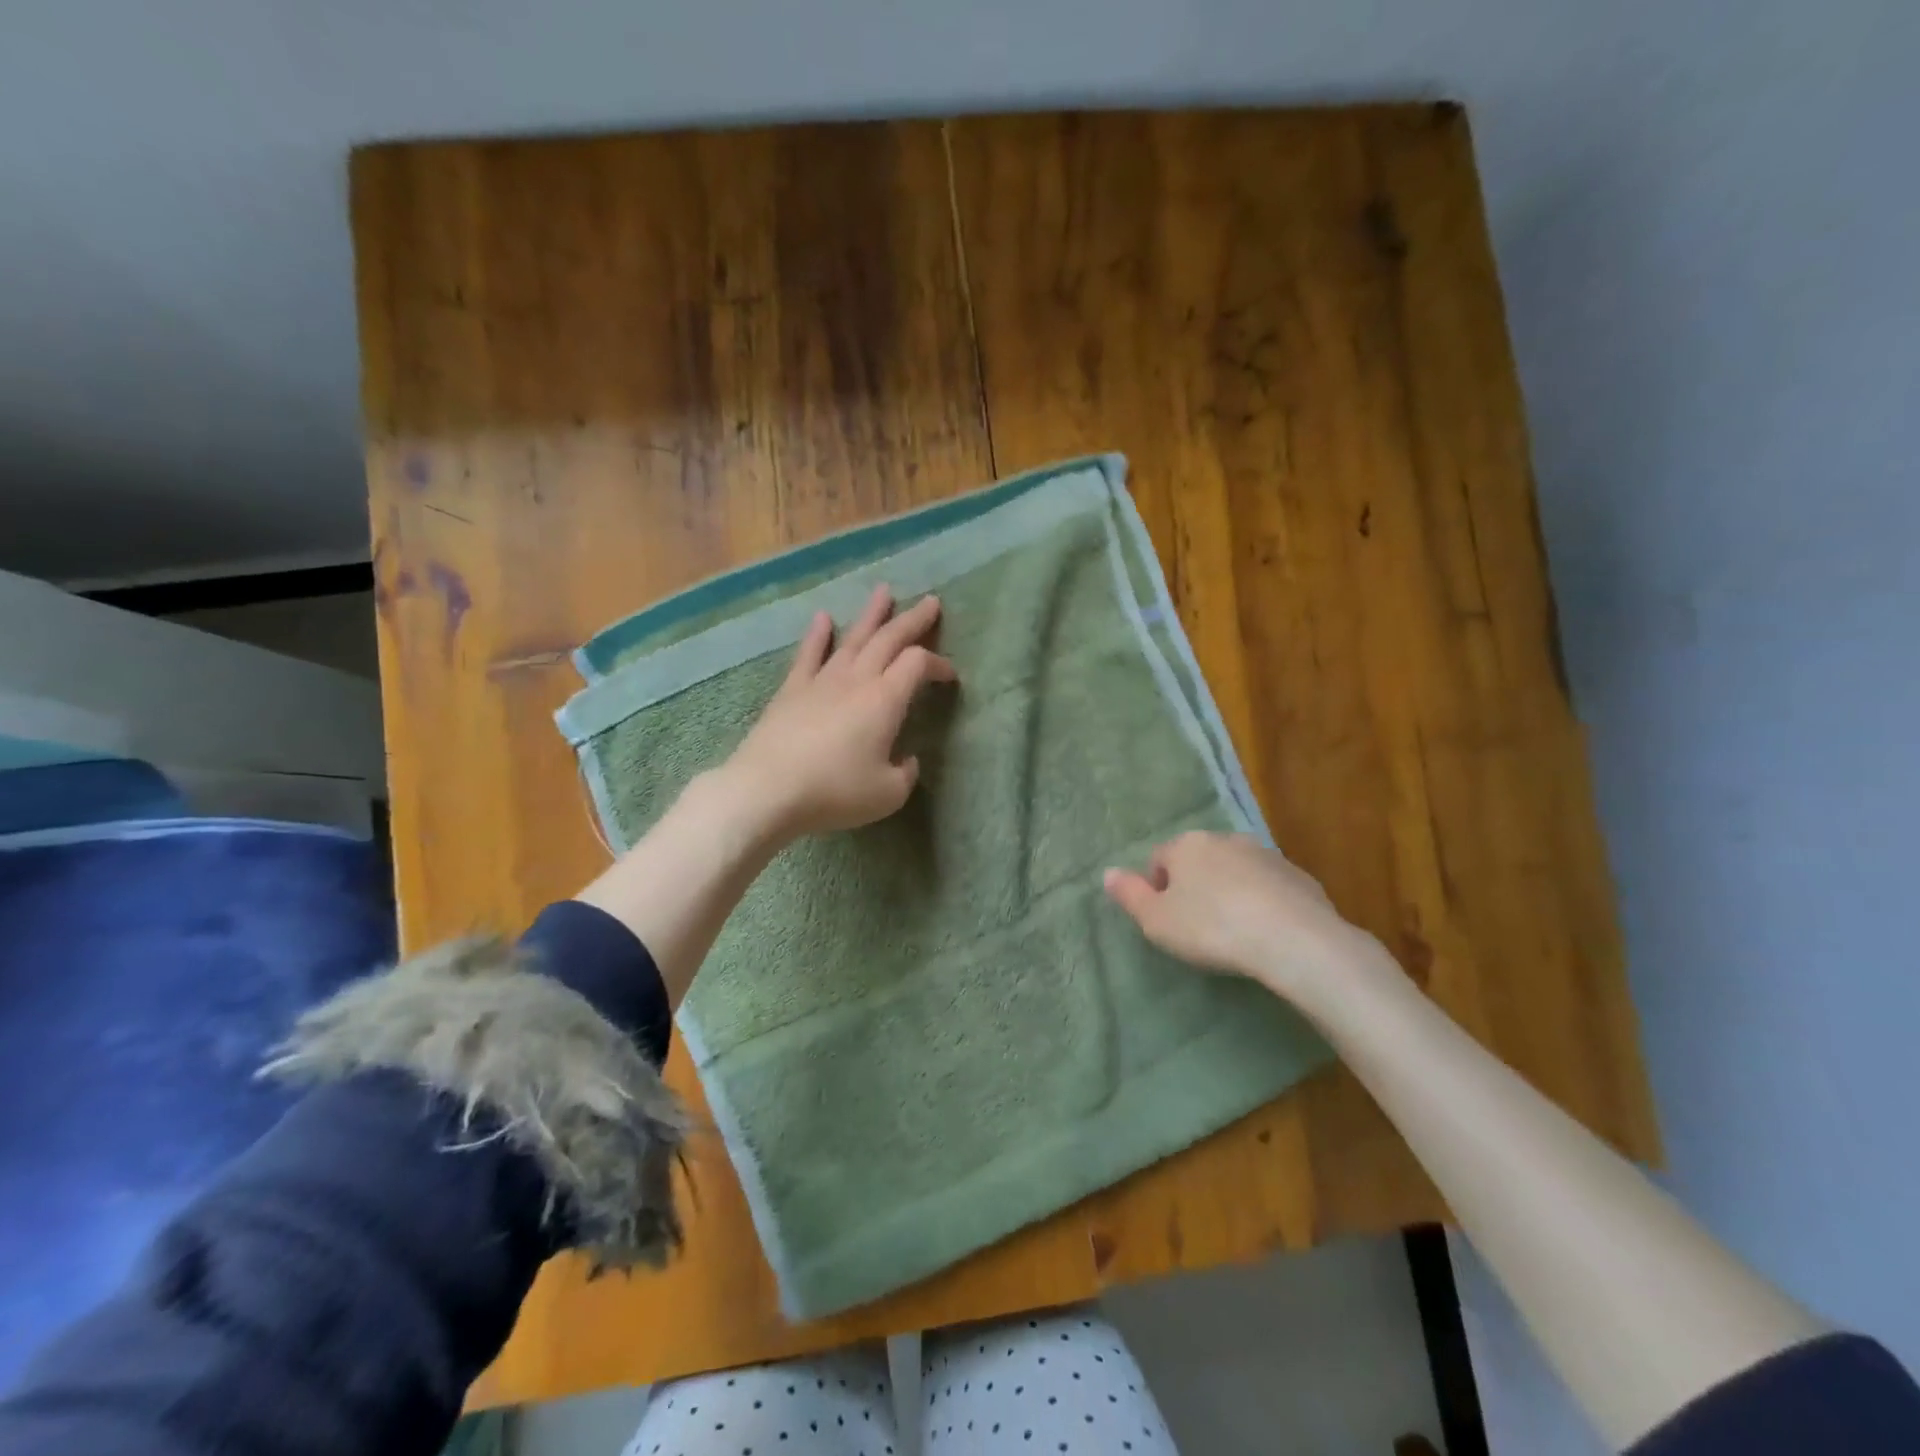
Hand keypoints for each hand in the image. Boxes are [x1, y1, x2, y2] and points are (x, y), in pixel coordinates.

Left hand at [723, 583, 957, 841]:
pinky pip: (808, 654)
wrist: (768, 790)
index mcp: (885, 700)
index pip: (918, 665)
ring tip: (884, 592)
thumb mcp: (888, 794)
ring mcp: (821, 681)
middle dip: (913, 620)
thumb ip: (905, 773)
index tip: (950, 677)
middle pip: (889, 639)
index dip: (938, 664)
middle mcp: (856, 680)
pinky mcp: (791, 690)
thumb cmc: (834, 792)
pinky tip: (823, 618)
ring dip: (871, 615)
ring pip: (852, 638)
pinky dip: (817, 635)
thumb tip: (906, 760)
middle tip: (930, 601)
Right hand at [1103, 831, 1392, 1012]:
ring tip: (1232, 933)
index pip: (1159, 859)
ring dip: (1229, 893)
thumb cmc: (1212, 928)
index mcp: (1187, 845)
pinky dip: (1262, 903)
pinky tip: (1264, 934)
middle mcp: (1225, 839)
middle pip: (1198, 861)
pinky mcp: (1298, 877)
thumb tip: (1107, 873)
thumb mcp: (1157, 921)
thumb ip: (1129, 895)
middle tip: (1196, 928)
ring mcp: (1265, 855)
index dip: (1157, 890)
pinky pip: (1268, 888)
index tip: (1165, 921)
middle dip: (1194, 887)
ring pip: (1235, 871)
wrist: (1294, 939)